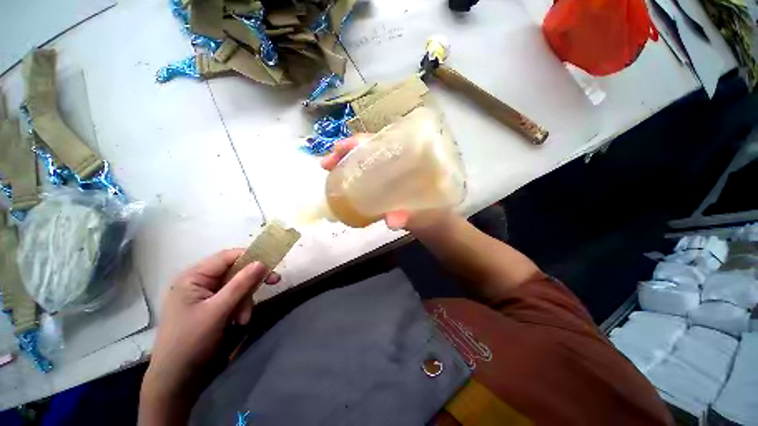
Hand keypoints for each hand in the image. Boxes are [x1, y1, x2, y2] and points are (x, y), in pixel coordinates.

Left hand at [140, 250, 278, 424]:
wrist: (176, 379)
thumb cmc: (191, 342)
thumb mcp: (218, 311)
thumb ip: (241, 284)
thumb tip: (262, 262)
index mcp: (193, 277)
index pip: (228, 257)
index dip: (251, 258)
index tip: (271, 265)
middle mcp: (199, 282)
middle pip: (235, 271)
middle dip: (250, 284)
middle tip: (273, 283)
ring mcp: (205, 295)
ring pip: (237, 286)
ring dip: (245, 300)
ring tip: (243, 319)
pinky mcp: (211, 307)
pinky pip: (233, 298)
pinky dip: (241, 307)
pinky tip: (239, 321)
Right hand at [320, 135, 452, 230]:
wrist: (436, 224)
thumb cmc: (435, 213)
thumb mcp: (425, 213)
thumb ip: (410, 216)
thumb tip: (391, 221)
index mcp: (414, 158)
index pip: (384, 141)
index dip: (360, 143)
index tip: (339, 149)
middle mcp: (401, 160)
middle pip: (370, 149)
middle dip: (346, 152)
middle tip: (326, 163)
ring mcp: (392, 172)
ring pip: (366, 161)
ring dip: (345, 163)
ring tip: (327, 170)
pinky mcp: (386, 184)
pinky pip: (367, 176)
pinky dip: (352, 177)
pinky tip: (340, 184)